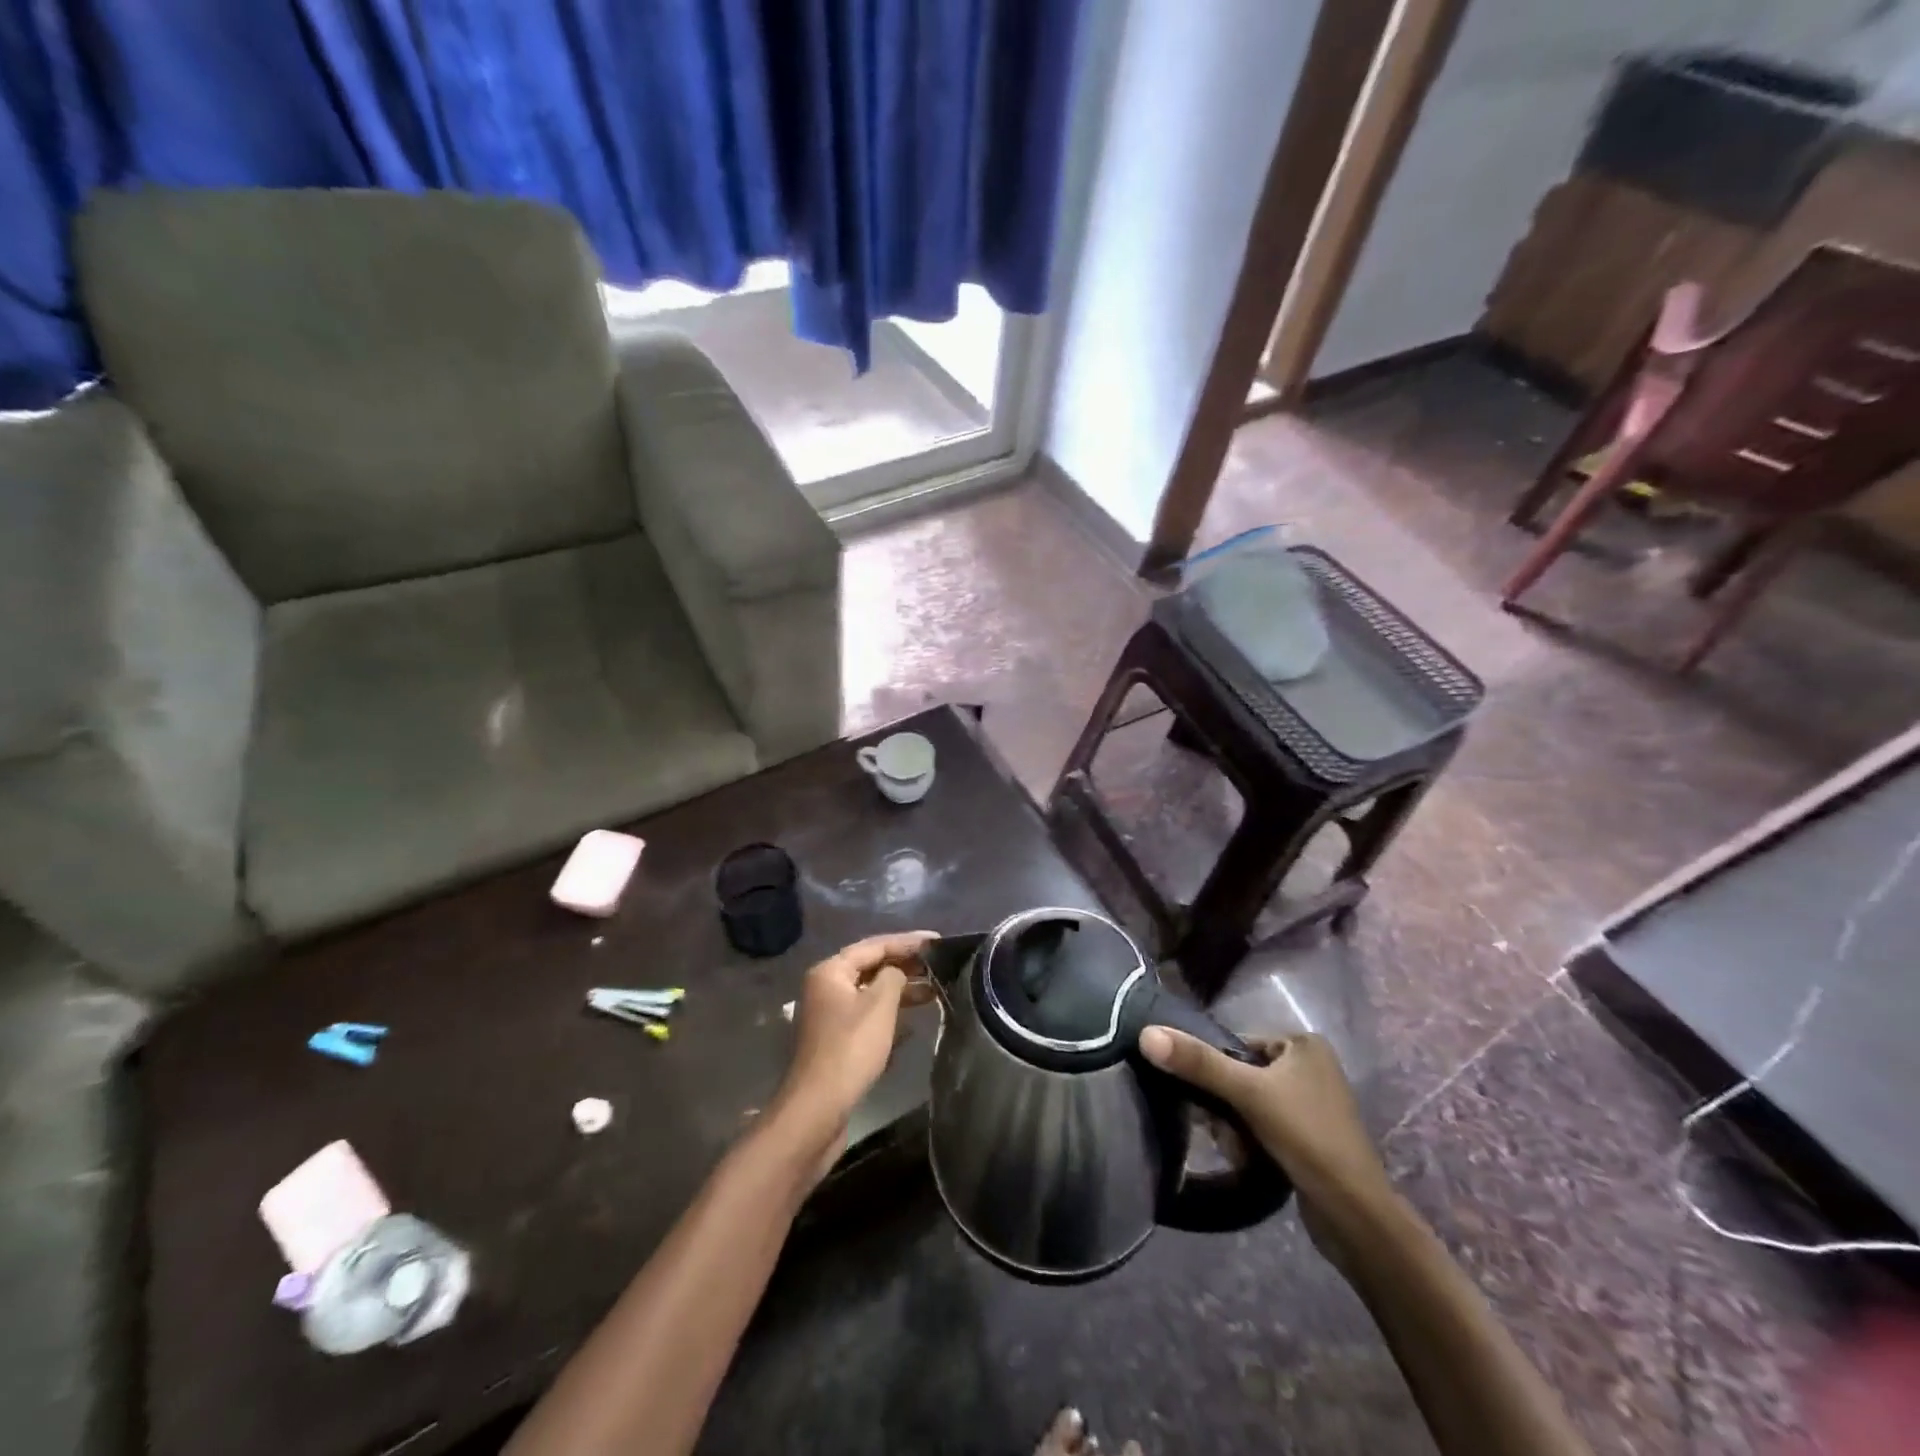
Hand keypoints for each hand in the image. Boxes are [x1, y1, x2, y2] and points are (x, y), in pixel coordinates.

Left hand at [771, 932, 935, 1159]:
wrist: (818, 1108)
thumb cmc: (851, 1049)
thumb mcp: (879, 1005)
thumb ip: (894, 977)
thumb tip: (898, 973)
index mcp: (830, 971)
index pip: (874, 945)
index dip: (908, 941)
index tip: (938, 940)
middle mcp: (826, 987)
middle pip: (870, 967)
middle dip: (905, 965)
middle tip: (939, 965)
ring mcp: (829, 1015)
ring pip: (870, 993)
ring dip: (900, 991)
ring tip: (934, 991)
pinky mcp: (836, 1041)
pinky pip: (867, 1016)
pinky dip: (890, 1014)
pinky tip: (913, 1023)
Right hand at [1138, 1027, 1392, 1266]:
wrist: (1355, 1218)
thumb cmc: (1307, 1138)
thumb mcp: (1248, 1093)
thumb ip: (1197, 1062)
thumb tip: (1146, 1033)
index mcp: (1304, 1045)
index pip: (1237, 1043)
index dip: (1215, 1070)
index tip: (1203, 1099)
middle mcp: (1310, 1068)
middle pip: (1241, 1075)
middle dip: (1225, 1107)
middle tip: (1223, 1131)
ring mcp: (1311, 1105)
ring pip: (1248, 1105)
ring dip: (1234, 1128)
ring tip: (1238, 1150)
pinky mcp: (1308, 1138)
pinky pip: (1263, 1127)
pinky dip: (1250, 1142)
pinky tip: (1248, 1161)